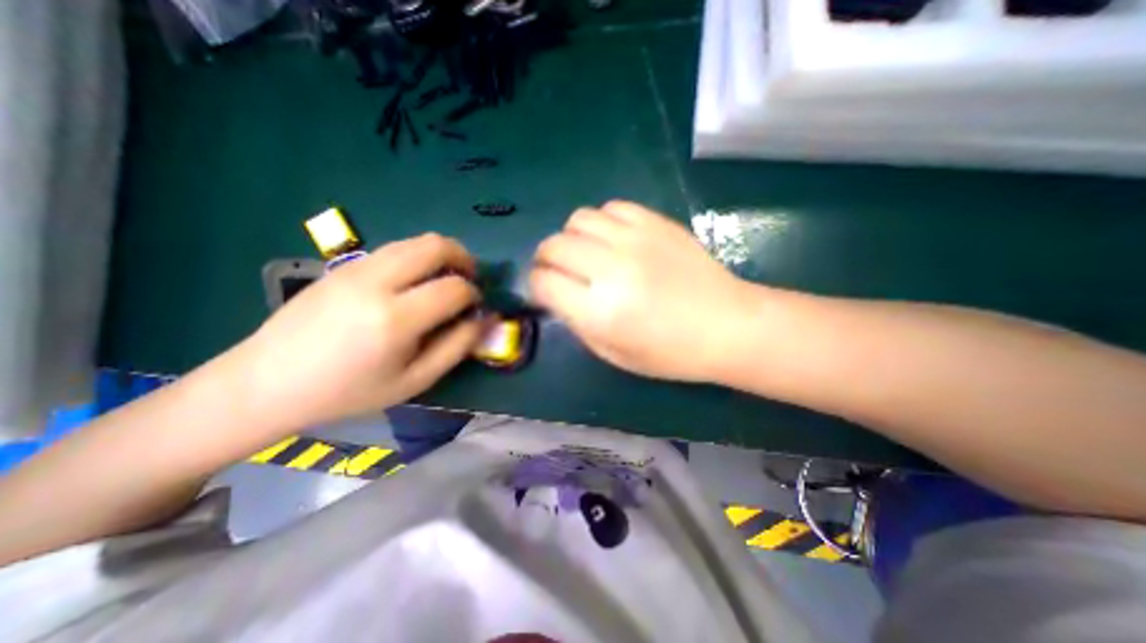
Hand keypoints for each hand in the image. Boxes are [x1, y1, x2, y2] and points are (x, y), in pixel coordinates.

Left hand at [239, 234, 479, 429]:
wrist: (269, 381)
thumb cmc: (350, 391)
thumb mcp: (415, 380)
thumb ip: (457, 347)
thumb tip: (486, 319)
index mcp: (395, 318)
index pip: (454, 288)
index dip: (474, 294)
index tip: (475, 307)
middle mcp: (376, 282)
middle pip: (436, 246)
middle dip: (464, 258)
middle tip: (469, 280)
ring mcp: (356, 267)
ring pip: (415, 241)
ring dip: (442, 254)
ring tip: (445, 279)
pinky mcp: (344, 265)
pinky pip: (395, 248)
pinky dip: (418, 257)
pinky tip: (413, 282)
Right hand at [530, 201, 758, 382]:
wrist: (728, 325)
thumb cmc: (671, 352)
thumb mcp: (614, 354)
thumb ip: (578, 324)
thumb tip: (557, 295)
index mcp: (600, 312)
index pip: (544, 283)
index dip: (536, 285)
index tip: (544, 291)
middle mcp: (611, 269)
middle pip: (553, 245)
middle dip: (546, 259)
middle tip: (558, 270)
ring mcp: (635, 240)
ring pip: (578, 219)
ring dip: (572, 237)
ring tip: (585, 252)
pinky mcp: (656, 222)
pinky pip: (611, 207)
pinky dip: (602, 222)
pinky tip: (612, 239)